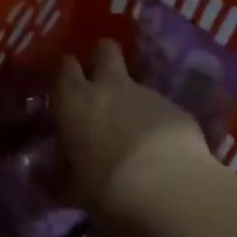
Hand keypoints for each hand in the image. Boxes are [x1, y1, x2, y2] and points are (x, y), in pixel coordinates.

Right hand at [56, 40, 214, 216]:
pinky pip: (160, 106)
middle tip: (101, 81)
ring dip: (131, 98)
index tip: (66, 86)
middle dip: (102, 58)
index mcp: (74, 101)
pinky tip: (162, 147)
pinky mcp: (176, 107)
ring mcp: (146, 93)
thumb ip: (67, 174)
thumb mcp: (75, 188)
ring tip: (135, 130)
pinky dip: (157, 120)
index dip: (66, 72)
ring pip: (135, 81)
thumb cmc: (106, 187)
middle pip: (105, 49)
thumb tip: (60, 176)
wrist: (167, 186)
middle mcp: (109, 87)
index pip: (64, 65)